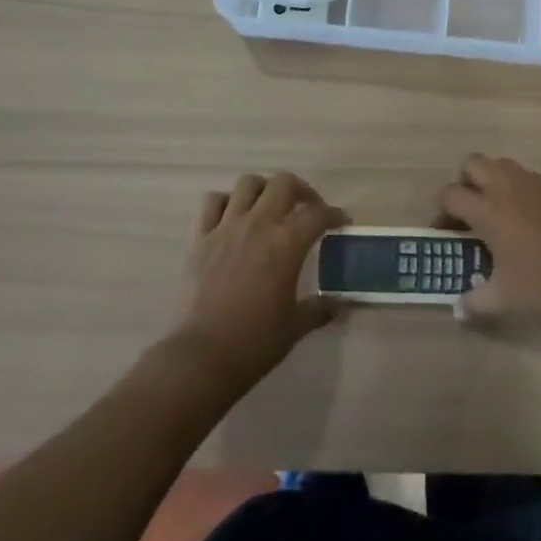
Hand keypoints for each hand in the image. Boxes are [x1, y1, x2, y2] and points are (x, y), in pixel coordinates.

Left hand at [175, 172, 348, 385]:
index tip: (341, 222)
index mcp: (286, 243)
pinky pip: (211, 202)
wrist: (201, 357)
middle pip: (284, 183)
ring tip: (269, 207)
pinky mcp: (199, 238)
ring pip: (247, 184)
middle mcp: (258, 224)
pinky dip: (225, 202)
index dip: (334, 215)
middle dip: (301, 190)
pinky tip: (232, 217)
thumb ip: (319, 309)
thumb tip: (338, 305)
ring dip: (263, 190)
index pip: (318, 214)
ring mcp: (225, 227)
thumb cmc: (255, 342)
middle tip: (307, 208)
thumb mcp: (295, 327)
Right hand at [438, 154, 540, 330]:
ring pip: (500, 164)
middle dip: (464, 184)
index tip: (445, 232)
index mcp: (490, 211)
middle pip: (472, 164)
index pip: (451, 194)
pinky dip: (513, 188)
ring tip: (494, 214)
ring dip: (489, 181)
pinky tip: (522, 220)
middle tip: (468, 214)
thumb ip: (474, 302)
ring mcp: (534, 185)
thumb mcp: (504, 301)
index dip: (441, 211)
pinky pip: (523, 176)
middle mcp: (509, 188)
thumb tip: (458, 308)